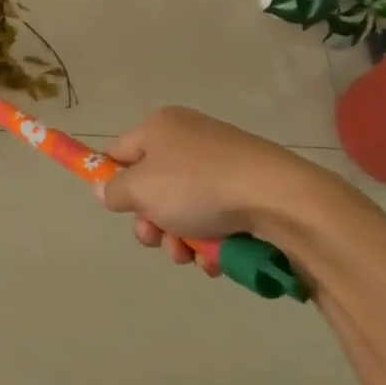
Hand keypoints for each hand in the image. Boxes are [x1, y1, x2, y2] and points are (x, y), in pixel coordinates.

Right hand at [99, 106, 346, 265]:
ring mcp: (223, 163)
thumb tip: (105, 189)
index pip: (120, 152)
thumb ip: (114, 191)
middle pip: (153, 186)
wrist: (280, 199)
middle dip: (151, 221)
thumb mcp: (141, 190)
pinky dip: (212, 240)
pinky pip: (217, 216)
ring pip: (185, 207)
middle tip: (156, 240)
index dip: (112, 180)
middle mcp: (190, 138)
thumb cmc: (198, 186)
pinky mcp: (250, 189)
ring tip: (192, 256)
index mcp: (160, 127)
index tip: (117, 209)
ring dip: (181, 237)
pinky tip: (217, 258)